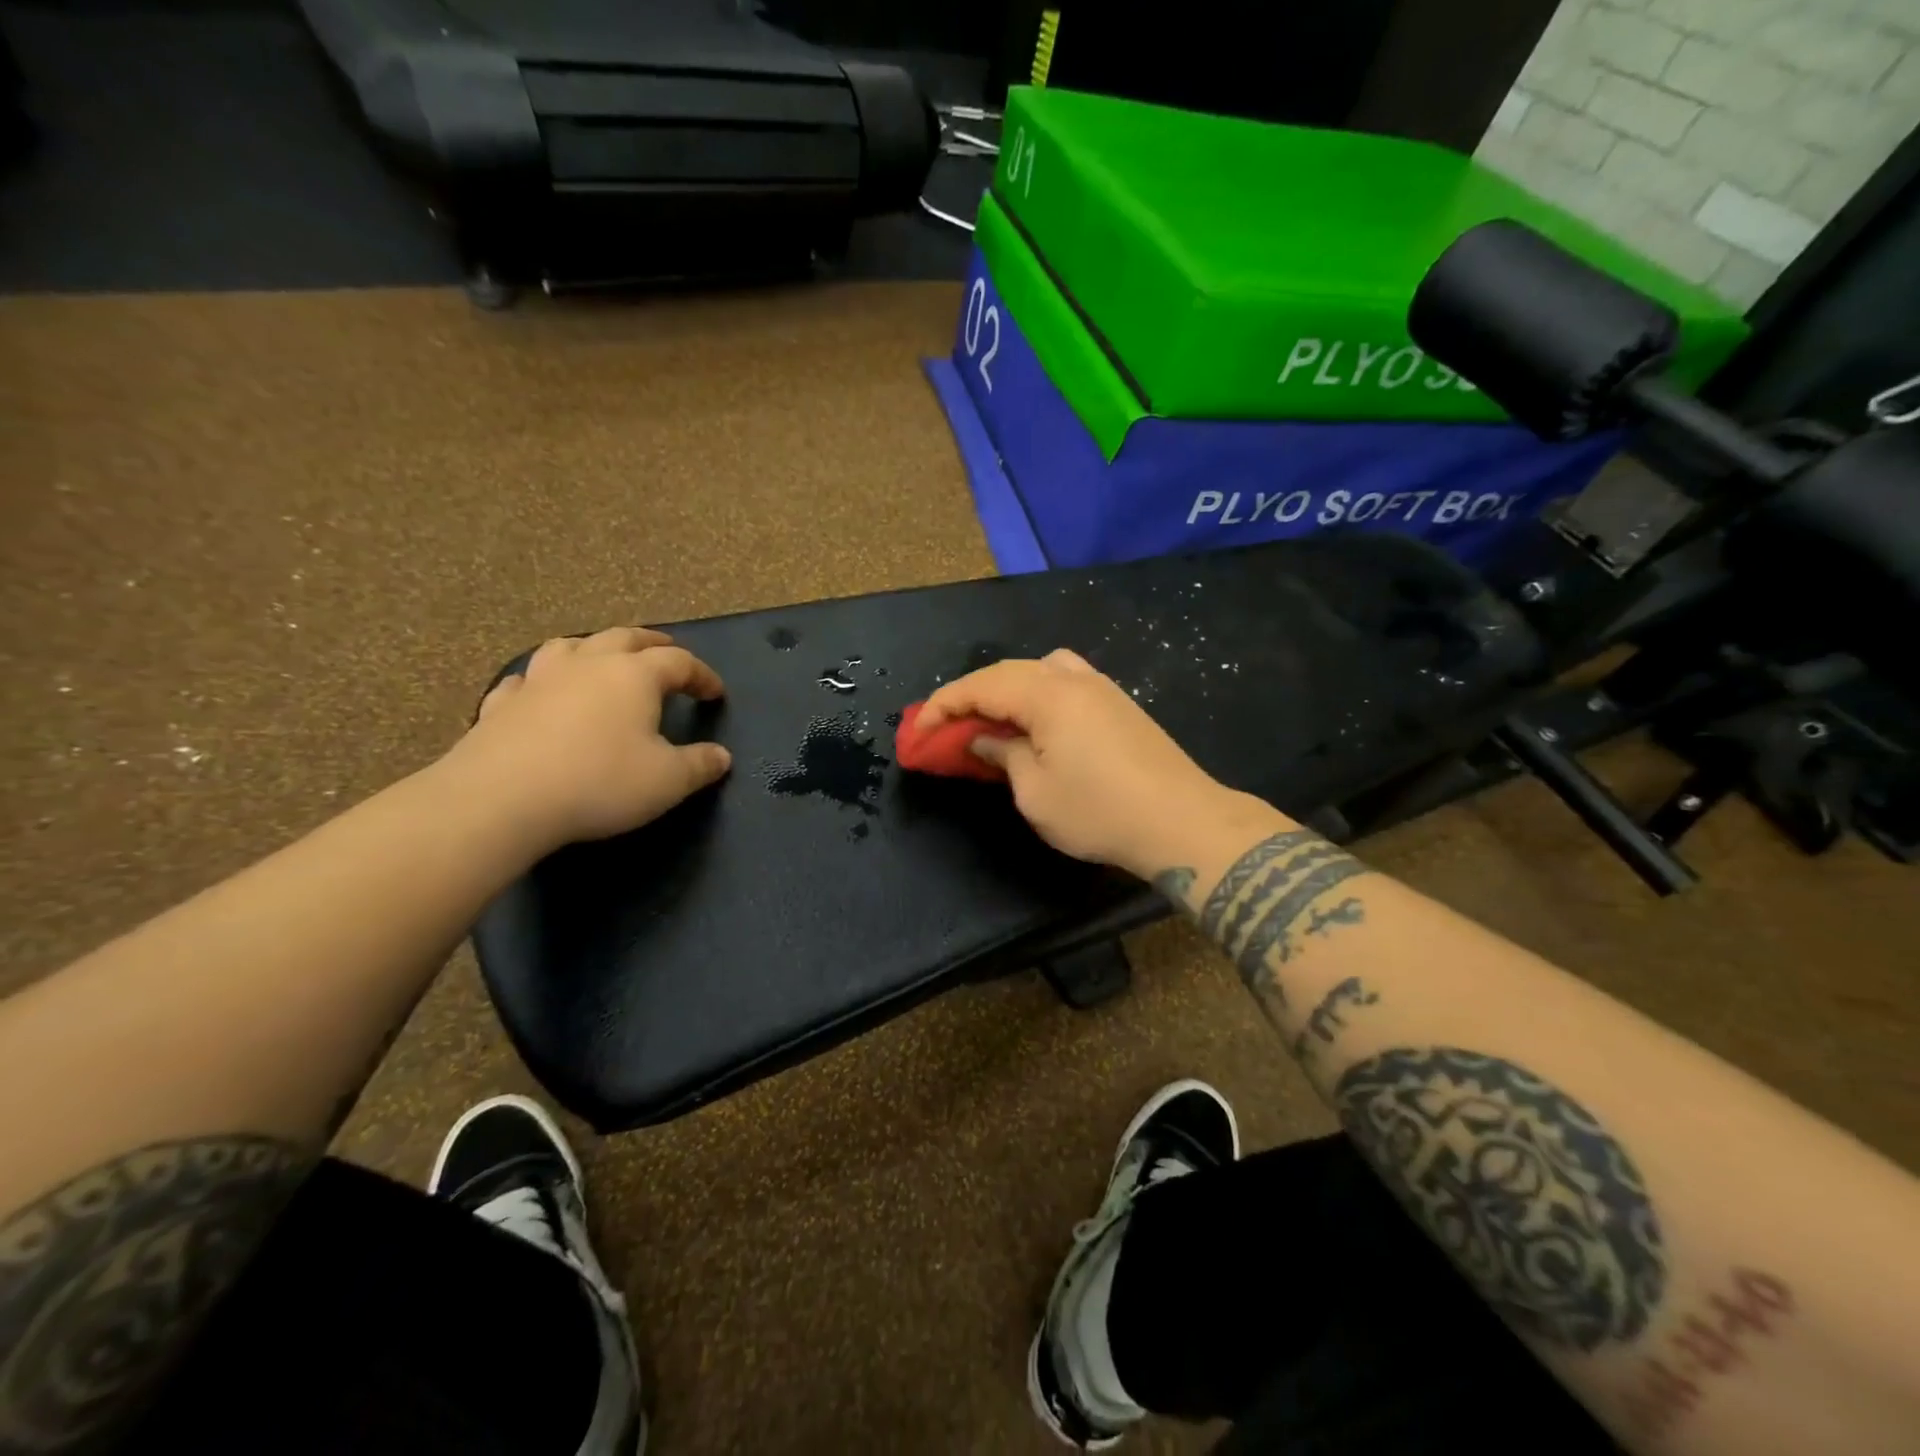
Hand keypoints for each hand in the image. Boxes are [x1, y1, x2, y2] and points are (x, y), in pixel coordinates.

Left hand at [447, 628, 731, 852]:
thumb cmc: (600, 782)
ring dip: (594, 648)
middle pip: (625, 638)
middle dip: (652, 644)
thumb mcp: (667, 781)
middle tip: (667, 651)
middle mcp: (588, 665)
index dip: (701, 674)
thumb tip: (722, 756)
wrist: (502, 799)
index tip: (715, 693)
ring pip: (570, 646)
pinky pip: (525, 680)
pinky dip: (541, 681)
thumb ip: (700, 765)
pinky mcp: (502, 704)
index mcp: (634, 676)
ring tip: (603, 659)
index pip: (678, 662)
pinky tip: (540, 692)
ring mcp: (540, 680)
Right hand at [918, 649, 1248, 877]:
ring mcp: (1102, 687)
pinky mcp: (1119, 703)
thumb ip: (1003, 756)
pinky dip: (1037, 694)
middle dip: (971, 696)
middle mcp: (1073, 679)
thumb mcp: (1035, 792)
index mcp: (1047, 695)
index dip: (943, 705)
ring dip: (1006, 690)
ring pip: (1039, 670)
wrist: (1182, 821)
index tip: (918, 730)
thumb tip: (986, 740)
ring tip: (991, 721)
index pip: (981, 686)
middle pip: (1008, 672)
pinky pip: (1065, 682)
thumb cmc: (1099, 811)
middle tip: (946, 726)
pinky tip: (1036, 722)